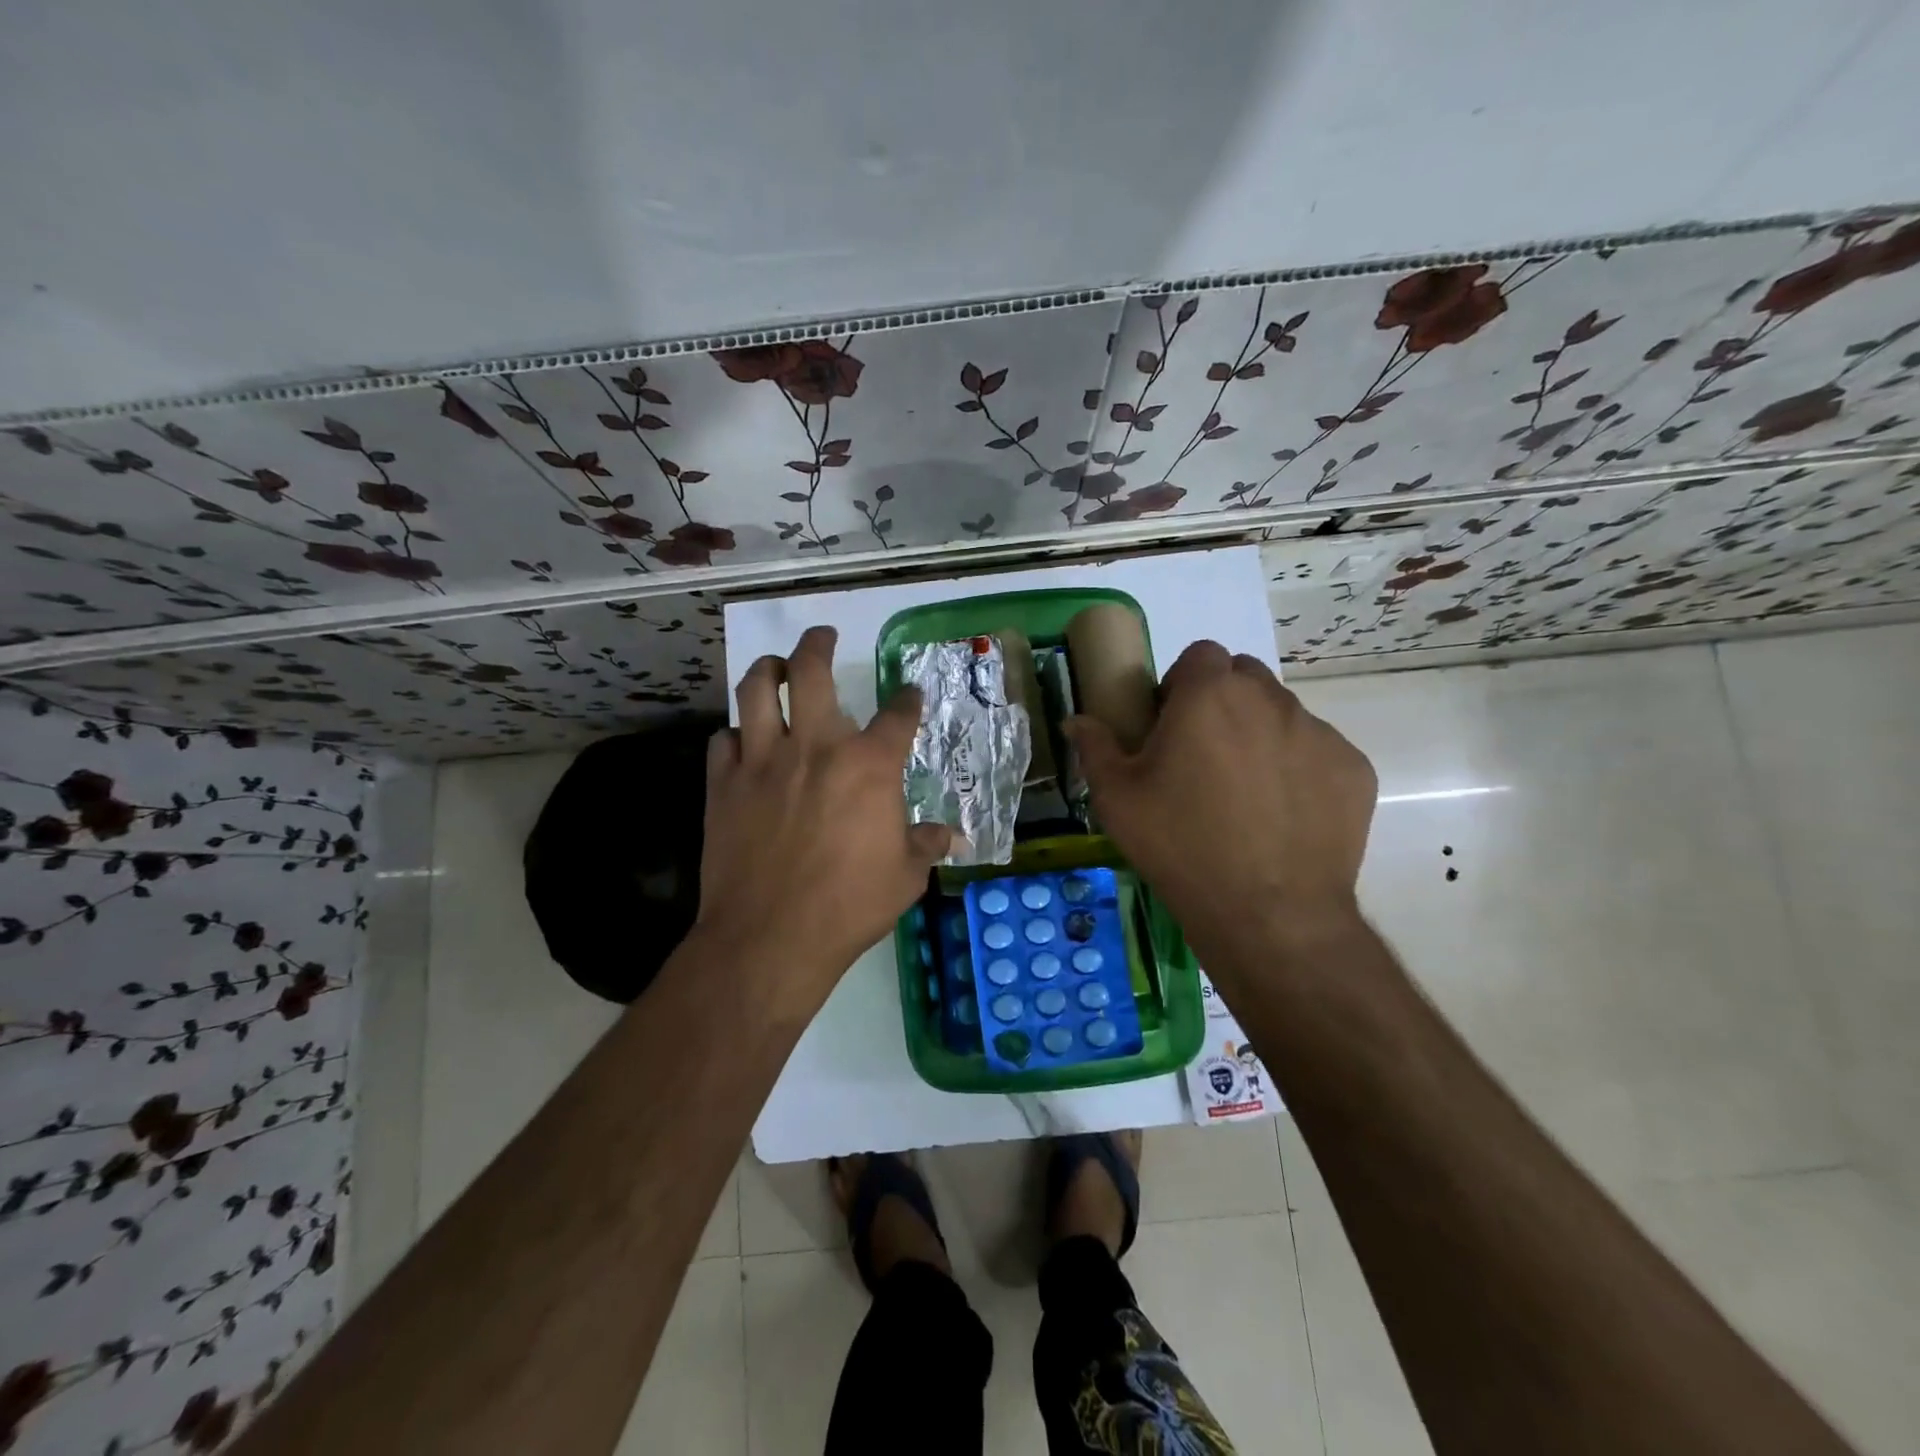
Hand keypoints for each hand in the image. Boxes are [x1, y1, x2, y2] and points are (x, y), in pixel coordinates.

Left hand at [696, 626, 950, 1014]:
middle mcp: (815, 747)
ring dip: (768, 671)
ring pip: (757, 691)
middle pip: (812, 673)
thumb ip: (926, 845)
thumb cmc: (849, 906)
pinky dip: (735, 735)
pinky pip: (722, 741)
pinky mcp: (723, 784)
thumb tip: (952, 837)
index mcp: (868, 766)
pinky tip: (742, 742)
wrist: (770, 937)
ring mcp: (763, 761)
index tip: (909, 695)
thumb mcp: (905, 877)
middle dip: (819, 645)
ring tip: (775, 668)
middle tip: (823, 636)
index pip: (897, 715)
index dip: (907, 699)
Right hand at [1067, 641, 1376, 965]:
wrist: (1268, 914)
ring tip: (1245, 794)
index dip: (1183, 682)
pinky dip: (1299, 771)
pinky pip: (1318, 753)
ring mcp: (1319, 734)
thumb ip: (1095, 748)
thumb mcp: (1117, 799)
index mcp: (1209, 695)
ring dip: (1260, 735)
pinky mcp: (1353, 770)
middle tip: (1204, 755)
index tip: (1171, 723)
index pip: (1201, 654)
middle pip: (1244, 678)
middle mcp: (1270, 700)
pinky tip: (1283, 817)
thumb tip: (1076, 720)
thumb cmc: (1180, 846)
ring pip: (1283, 714)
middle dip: (1222, 701)